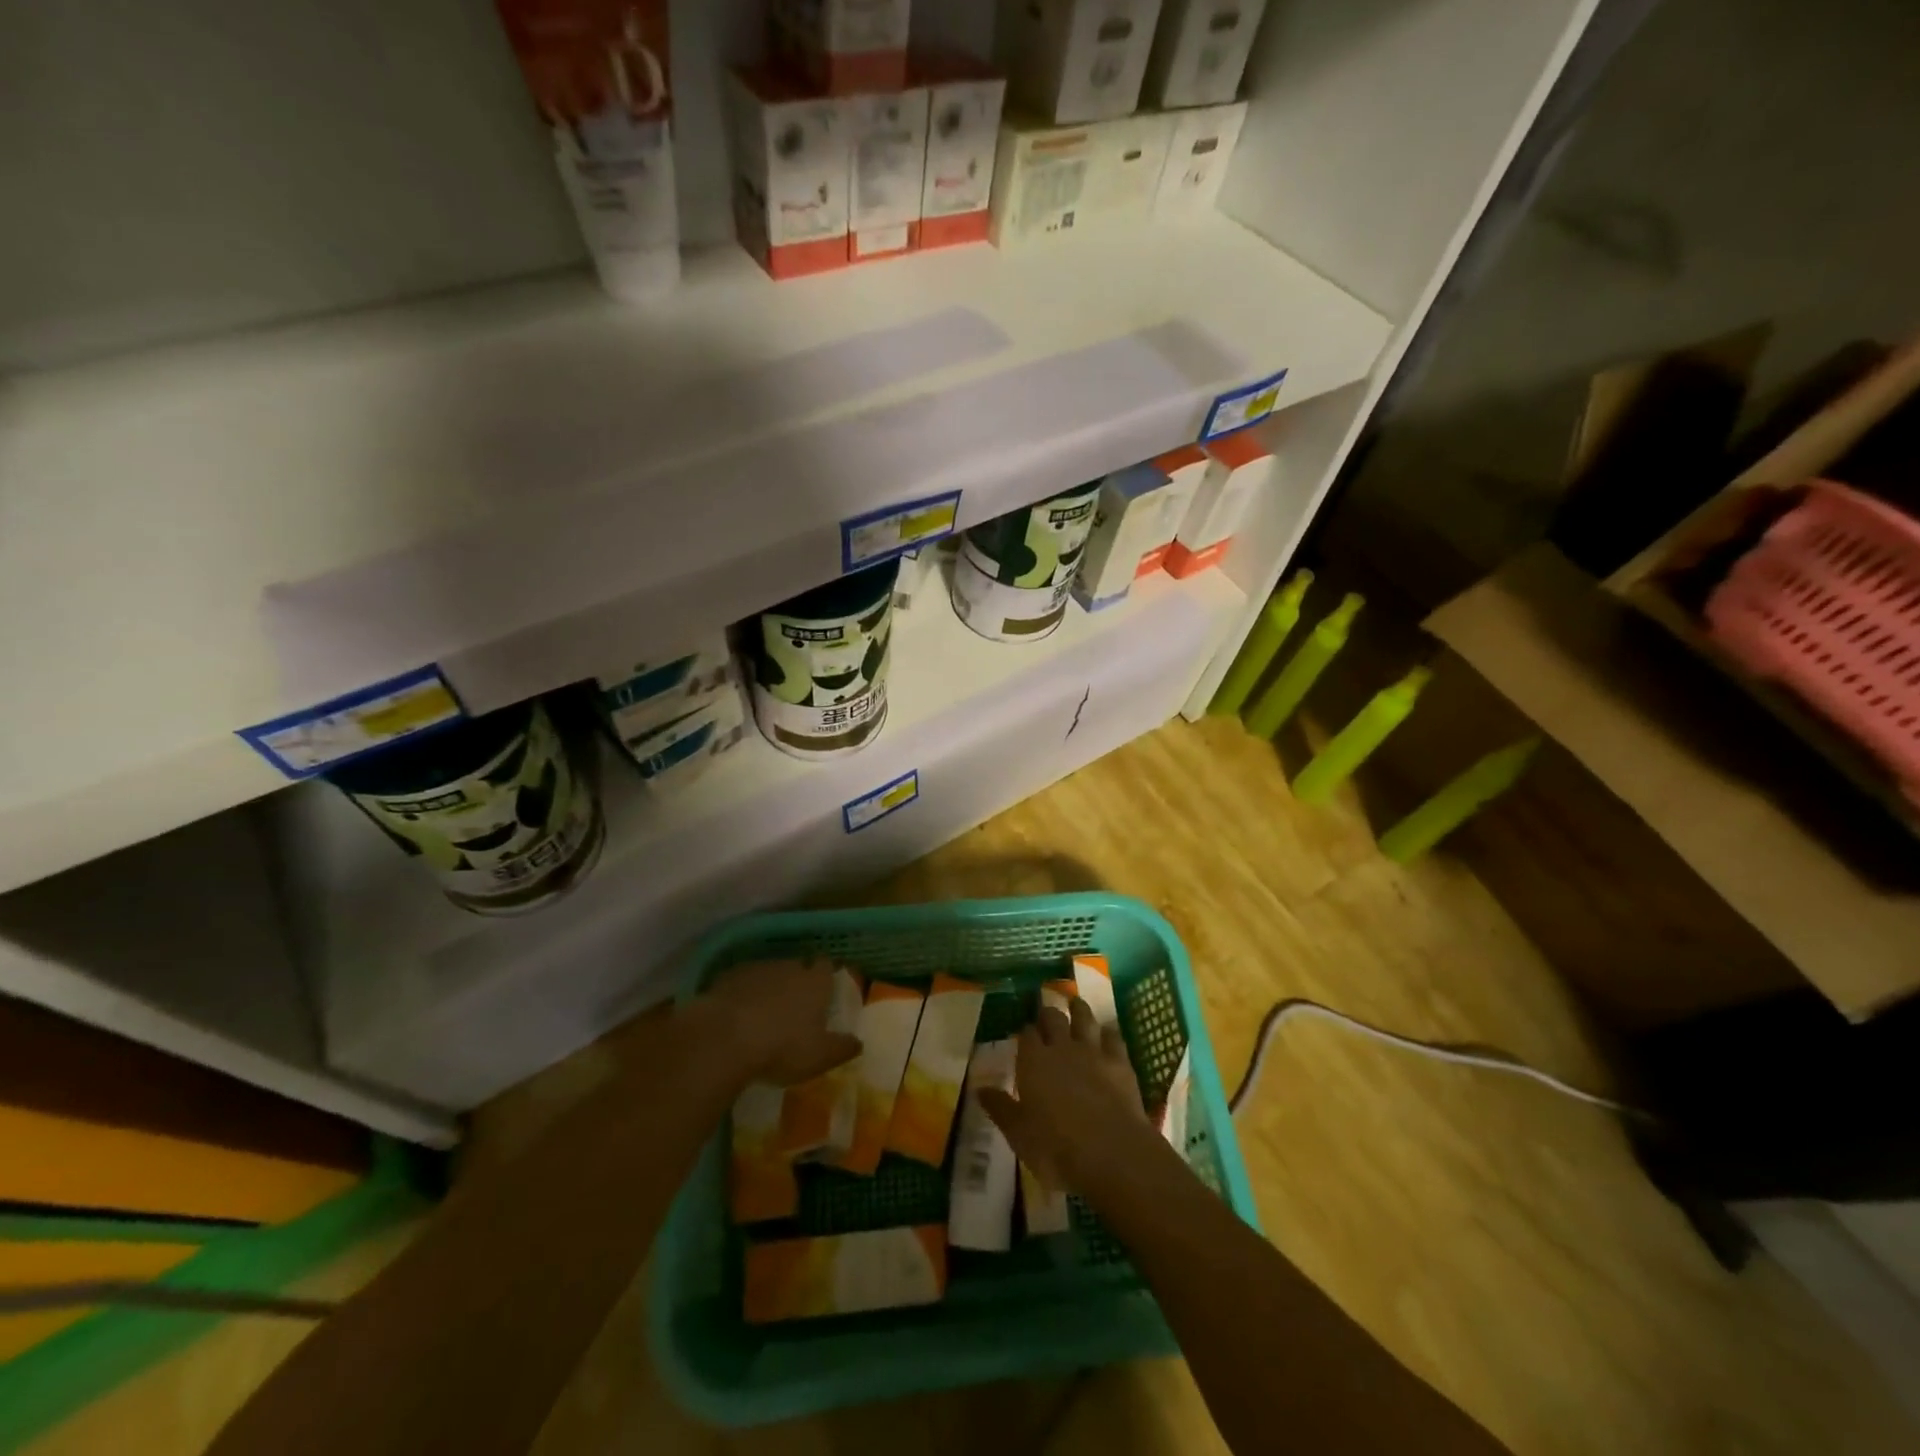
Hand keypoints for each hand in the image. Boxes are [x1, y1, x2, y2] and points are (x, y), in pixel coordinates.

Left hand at [696, 958, 861, 1087]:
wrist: (724, 1039)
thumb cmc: (782, 1047)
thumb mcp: (821, 1057)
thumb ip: (843, 1047)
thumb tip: (859, 1042)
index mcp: (815, 982)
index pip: (826, 966)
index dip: (825, 977)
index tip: (824, 991)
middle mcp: (789, 967)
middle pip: (797, 968)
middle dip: (796, 983)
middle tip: (793, 1009)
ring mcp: (757, 969)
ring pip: (768, 974)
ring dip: (768, 989)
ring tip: (762, 1016)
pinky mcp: (727, 978)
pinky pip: (741, 984)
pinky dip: (741, 995)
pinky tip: (736, 1017)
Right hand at [978, 997, 1154, 1196]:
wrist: (1111, 1152)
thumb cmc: (1056, 1148)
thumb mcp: (1019, 1134)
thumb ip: (1000, 1108)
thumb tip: (979, 1089)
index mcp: (1034, 1061)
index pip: (1027, 1034)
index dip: (1026, 1030)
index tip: (1024, 1031)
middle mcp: (1062, 1048)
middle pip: (1054, 1018)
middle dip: (1049, 1013)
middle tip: (1047, 1012)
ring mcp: (1093, 1051)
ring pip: (1085, 1018)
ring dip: (1079, 1009)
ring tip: (1076, 1003)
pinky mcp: (1121, 1062)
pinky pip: (1114, 1037)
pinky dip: (1109, 1032)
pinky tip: (1108, 1032)